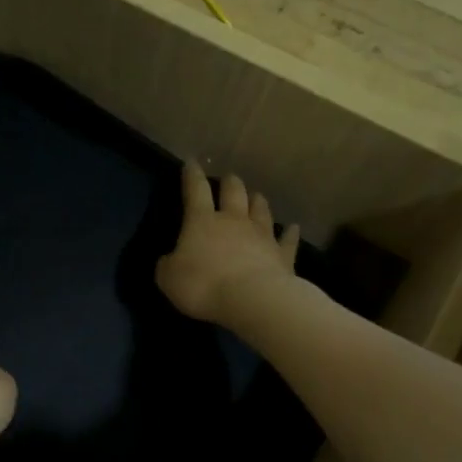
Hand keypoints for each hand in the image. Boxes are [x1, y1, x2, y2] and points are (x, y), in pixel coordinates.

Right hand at [156, 161, 301, 324]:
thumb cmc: (203, 285)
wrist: (252, 299)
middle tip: (228, 179)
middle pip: (234, 192)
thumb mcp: (168, 278)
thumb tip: (169, 260)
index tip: (191, 162)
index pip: (195, 190)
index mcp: (202, 221)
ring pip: (261, 210)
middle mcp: (234, 221)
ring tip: (256, 195)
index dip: (192, 175)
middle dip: (230, 183)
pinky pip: (287, 240)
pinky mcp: (282, 255)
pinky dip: (290, 233)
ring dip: (257, 201)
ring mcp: (261, 236)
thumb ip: (167, 265)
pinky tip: (293, 227)